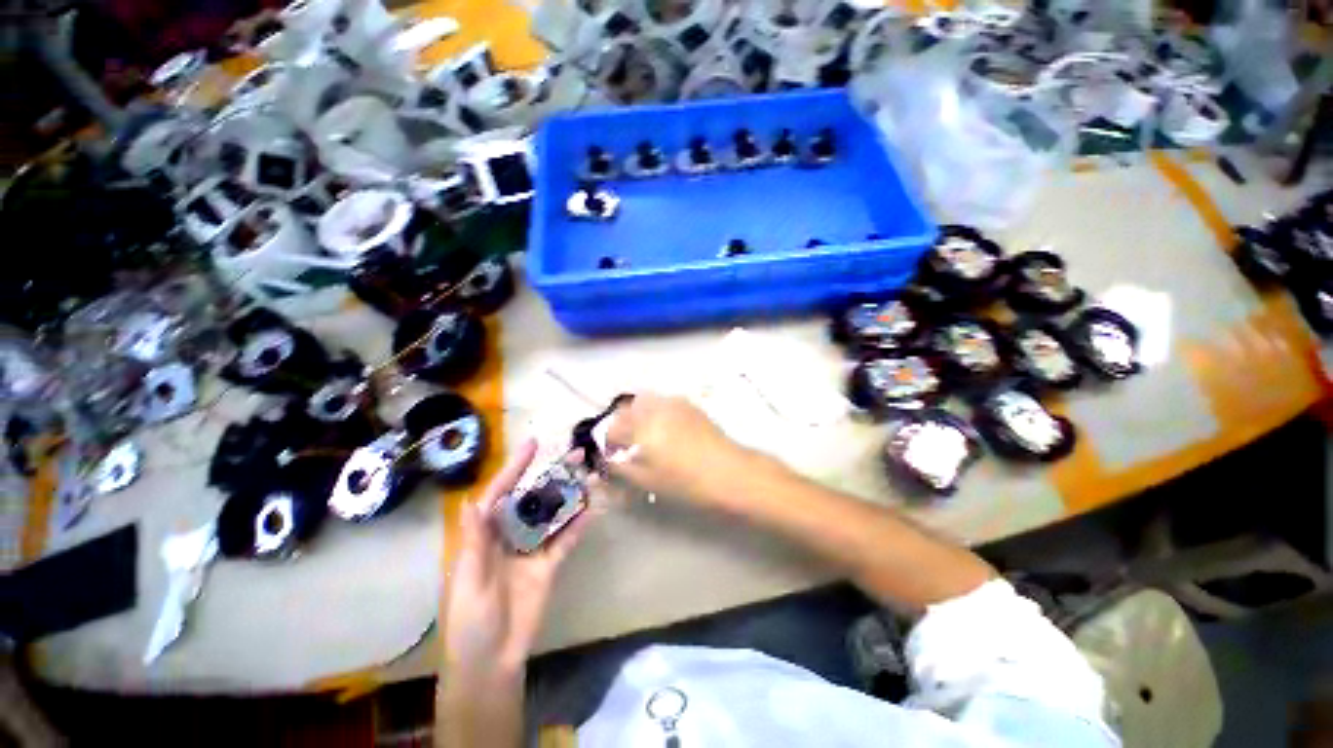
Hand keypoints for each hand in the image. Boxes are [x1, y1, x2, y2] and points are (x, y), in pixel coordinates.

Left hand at [443, 439, 589, 682]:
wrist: (492, 660)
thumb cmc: (470, 620)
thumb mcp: (468, 580)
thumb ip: (475, 541)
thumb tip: (473, 502)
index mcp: (486, 534)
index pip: (501, 493)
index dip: (516, 468)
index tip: (533, 445)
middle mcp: (511, 534)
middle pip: (534, 498)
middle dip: (553, 474)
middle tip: (576, 454)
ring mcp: (533, 548)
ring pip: (554, 514)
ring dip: (571, 495)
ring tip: (590, 475)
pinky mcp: (550, 564)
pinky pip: (566, 540)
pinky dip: (579, 525)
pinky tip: (592, 509)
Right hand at [605, 394, 754, 506]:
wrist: (728, 471)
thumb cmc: (684, 481)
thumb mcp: (645, 480)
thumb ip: (620, 467)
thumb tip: (608, 459)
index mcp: (640, 426)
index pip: (611, 429)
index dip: (609, 444)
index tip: (614, 457)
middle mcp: (653, 407)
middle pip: (625, 410)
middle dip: (621, 426)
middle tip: (628, 446)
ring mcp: (672, 402)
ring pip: (643, 402)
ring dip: (637, 416)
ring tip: (646, 436)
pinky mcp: (688, 404)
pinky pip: (662, 403)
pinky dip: (655, 412)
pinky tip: (666, 430)